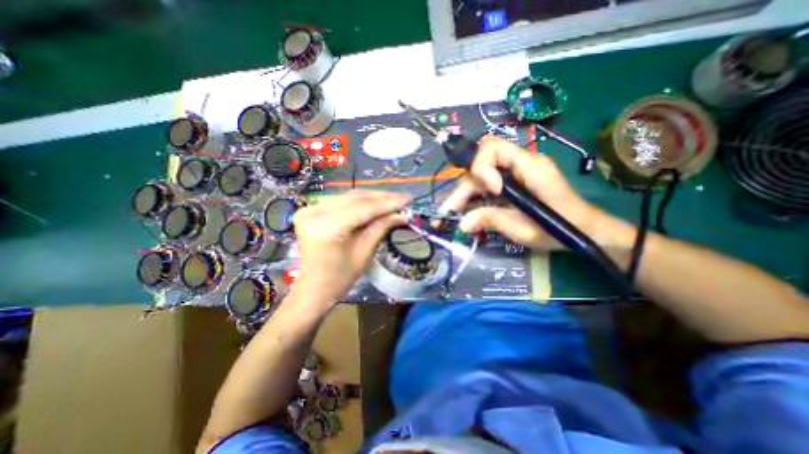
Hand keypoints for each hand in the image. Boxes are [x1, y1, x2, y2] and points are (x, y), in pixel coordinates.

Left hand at [289, 190, 406, 306]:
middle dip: (382, 197)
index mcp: (327, 227)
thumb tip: (402, 214)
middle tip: (403, 198)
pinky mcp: (311, 210)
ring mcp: (310, 209)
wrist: (313, 288)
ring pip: (349, 196)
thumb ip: (381, 227)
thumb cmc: (339, 278)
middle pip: (355, 198)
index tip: (408, 199)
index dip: (388, 203)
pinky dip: (360, 201)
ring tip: (393, 199)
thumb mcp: (363, 253)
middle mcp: (314, 212)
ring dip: (372, 197)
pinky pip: (341, 201)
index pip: (363, 208)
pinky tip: (375, 202)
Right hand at [440, 137, 634, 252]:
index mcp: (530, 167)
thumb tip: (462, 223)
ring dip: (466, 192)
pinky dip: (475, 195)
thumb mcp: (525, 230)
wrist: (586, 230)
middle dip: (465, 187)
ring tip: (454, 212)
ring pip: (482, 173)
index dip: (482, 168)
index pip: (493, 148)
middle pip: (482, 163)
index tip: (490, 192)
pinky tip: (468, 209)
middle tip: (452, 210)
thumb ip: (493, 221)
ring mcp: (517, 172)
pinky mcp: (514, 181)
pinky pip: (489, 182)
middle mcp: (521, 163)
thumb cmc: (562, 230)